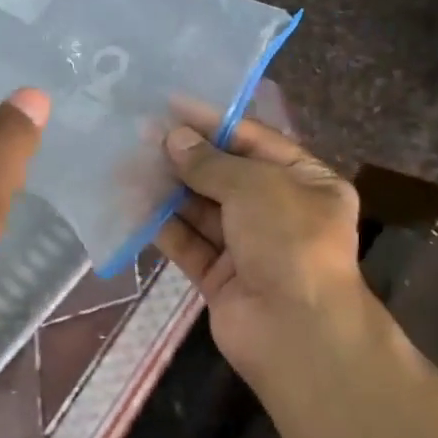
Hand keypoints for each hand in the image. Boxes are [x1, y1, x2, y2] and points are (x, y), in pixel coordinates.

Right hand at [153, 119, 366, 392]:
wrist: (296, 331)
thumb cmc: (289, 241)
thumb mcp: (256, 187)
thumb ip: (211, 163)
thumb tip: (173, 139)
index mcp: (307, 182)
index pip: (256, 142)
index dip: (214, 123)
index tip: (172, 105)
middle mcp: (280, 212)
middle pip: (226, 176)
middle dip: (187, 157)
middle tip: (142, 135)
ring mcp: (250, 247)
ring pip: (203, 211)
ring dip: (170, 190)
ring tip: (130, 165)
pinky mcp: (222, 278)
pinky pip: (190, 244)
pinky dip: (165, 227)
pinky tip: (134, 206)